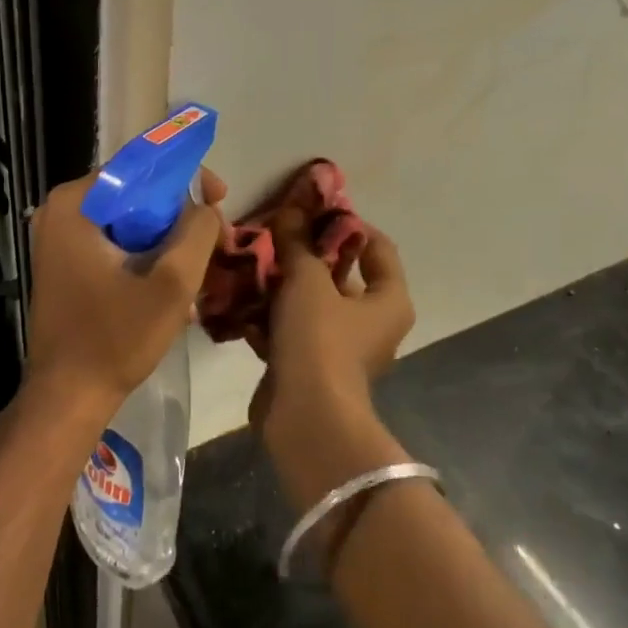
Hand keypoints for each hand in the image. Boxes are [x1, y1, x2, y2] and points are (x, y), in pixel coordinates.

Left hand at [22, 169, 225, 422]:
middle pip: (137, 194)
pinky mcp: (66, 265)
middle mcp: (61, 211)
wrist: (68, 397)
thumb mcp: (172, 283)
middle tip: (217, 239)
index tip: (220, 199)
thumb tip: (205, 207)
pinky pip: (116, 244)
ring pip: (130, 221)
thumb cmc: (116, 338)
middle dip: (181, 216)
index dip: (188, 178)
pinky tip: (174, 290)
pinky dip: (147, 258)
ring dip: (169, 241)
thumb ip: (197, 231)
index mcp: (76, 203)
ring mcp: (60, 239)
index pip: (141, 165)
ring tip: (202, 269)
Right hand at [256, 207, 414, 403]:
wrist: (305, 417)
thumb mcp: (307, 281)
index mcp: (388, 300)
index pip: (377, 246)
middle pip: (340, 275)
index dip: (347, 224)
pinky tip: (240, 299)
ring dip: (282, 285)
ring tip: (251, 261)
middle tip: (274, 233)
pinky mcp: (310, 366)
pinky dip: (270, 316)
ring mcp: (340, 347)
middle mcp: (371, 322)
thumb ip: (298, 243)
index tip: (312, 211)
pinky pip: (291, 330)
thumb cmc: (320, 340)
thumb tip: (291, 209)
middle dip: (305, 254)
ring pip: (310, 303)